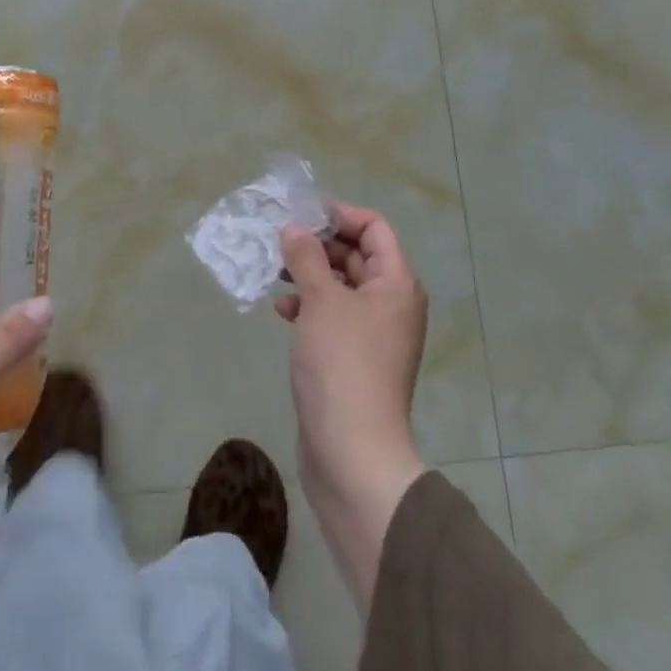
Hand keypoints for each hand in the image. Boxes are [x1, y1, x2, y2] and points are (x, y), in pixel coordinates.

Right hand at [276, 204, 427, 613]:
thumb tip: (294, 228)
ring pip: (340, 286)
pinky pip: (332, 316)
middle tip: (279, 241)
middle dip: (318, 245)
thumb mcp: (321, 301)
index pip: (374, 228)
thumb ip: (306, 257)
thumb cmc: (342, 365)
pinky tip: (282, 311)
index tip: (301, 215)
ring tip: (275, 272)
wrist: (352, 455)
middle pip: (356, 255)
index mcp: (396, 284)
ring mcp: (373, 334)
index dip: (339, 215)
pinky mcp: (354, 359)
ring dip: (309, 274)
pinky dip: (309, 306)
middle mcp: (391, 304)